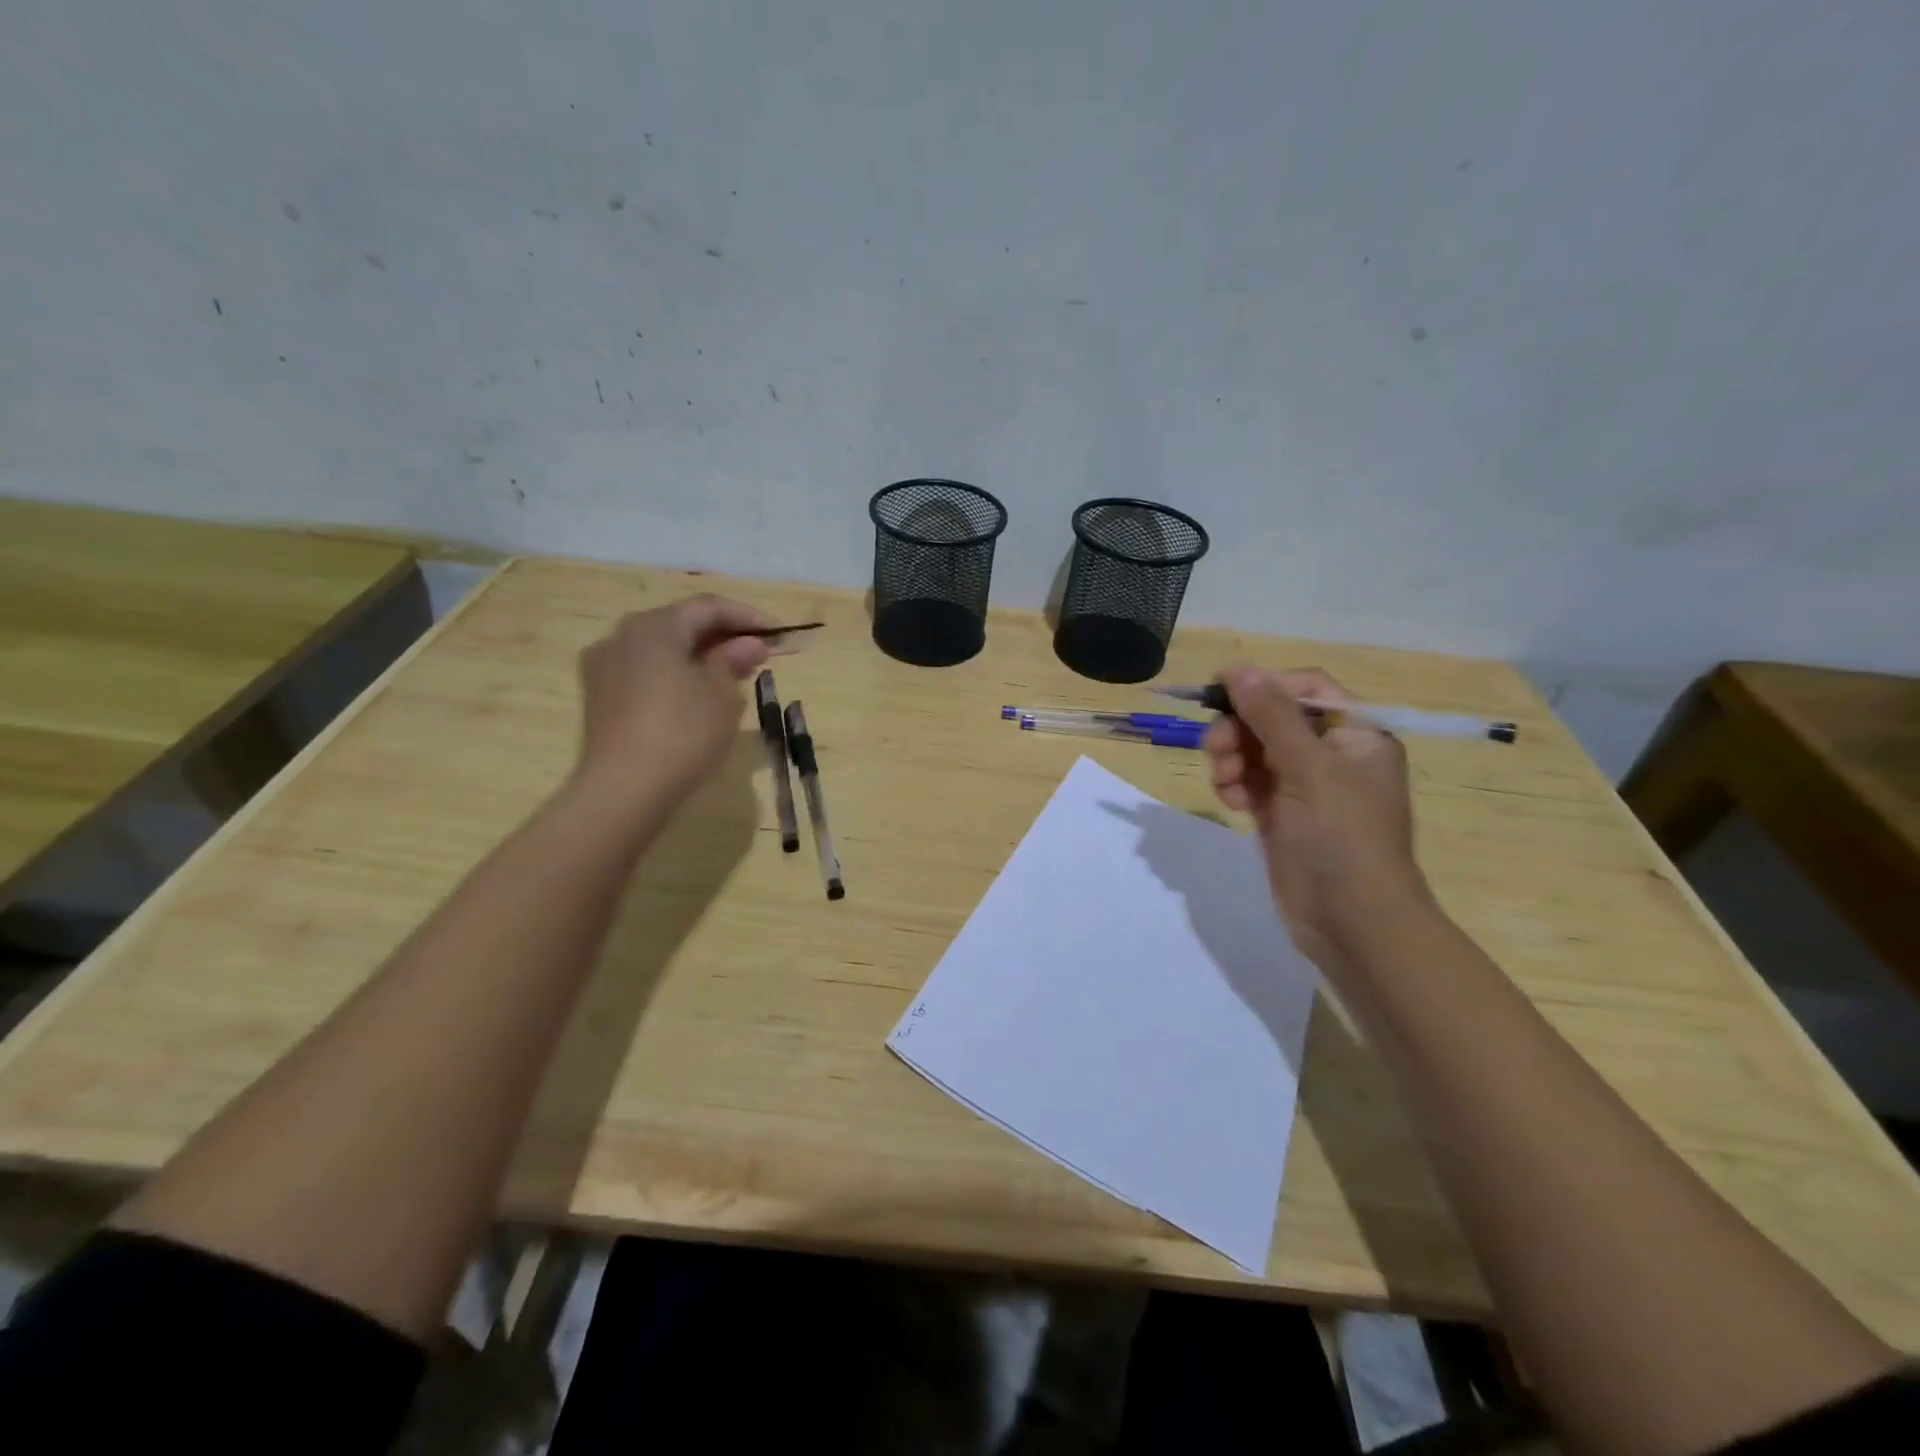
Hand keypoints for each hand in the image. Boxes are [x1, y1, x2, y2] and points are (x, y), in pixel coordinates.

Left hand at [573, 594, 773, 806]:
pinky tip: (696, 695)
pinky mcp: (599, 695)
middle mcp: (623, 635)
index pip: (708, 607)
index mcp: (655, 626)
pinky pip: (645, 671)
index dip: (748, 617)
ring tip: (732, 675)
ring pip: (661, 648)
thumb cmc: (683, 733)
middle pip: (681, 624)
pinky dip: (675, 673)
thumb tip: (748, 644)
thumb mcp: (722, 695)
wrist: (624, 788)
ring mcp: (604, 665)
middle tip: (758, 654)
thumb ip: (734, 660)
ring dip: (698, 655)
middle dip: (722, 635)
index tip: (779, 633)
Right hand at [1205, 666, 1433, 968]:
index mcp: (1356, 734)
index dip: (1263, 686)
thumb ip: (1271, 716)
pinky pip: (1249, 781)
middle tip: (1217, 749)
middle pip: (1272, 718)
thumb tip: (1237, 668)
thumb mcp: (1308, 769)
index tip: (1219, 693)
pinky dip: (1235, 785)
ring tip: (1226, 783)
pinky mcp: (1281, 813)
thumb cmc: (1342, 836)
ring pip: (1254, 749)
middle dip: (1240, 729)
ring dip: (1232, 758)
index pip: (1304, 689)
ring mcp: (1305, 786)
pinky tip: (1232, 803)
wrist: (1352, 921)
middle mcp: (1332, 754)